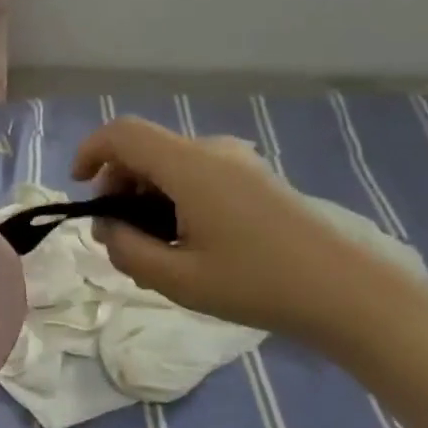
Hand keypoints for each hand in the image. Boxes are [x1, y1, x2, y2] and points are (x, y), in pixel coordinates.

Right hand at [73, 118, 427, 346]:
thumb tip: (106, 229)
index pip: (122, 134)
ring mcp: (238, 162)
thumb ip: (127, 250)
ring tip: (150, 245)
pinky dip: (173, 196)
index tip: (78, 185)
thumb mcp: (177, 279)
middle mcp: (212, 151)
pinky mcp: (255, 179)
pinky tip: (185, 240)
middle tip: (116, 233)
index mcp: (189, 166)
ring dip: (145, 193)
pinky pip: (196, 174)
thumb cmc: (257, 284)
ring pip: (170, 163)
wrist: (350, 293)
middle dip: (117, 183)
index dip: (90, 151)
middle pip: (145, 149)